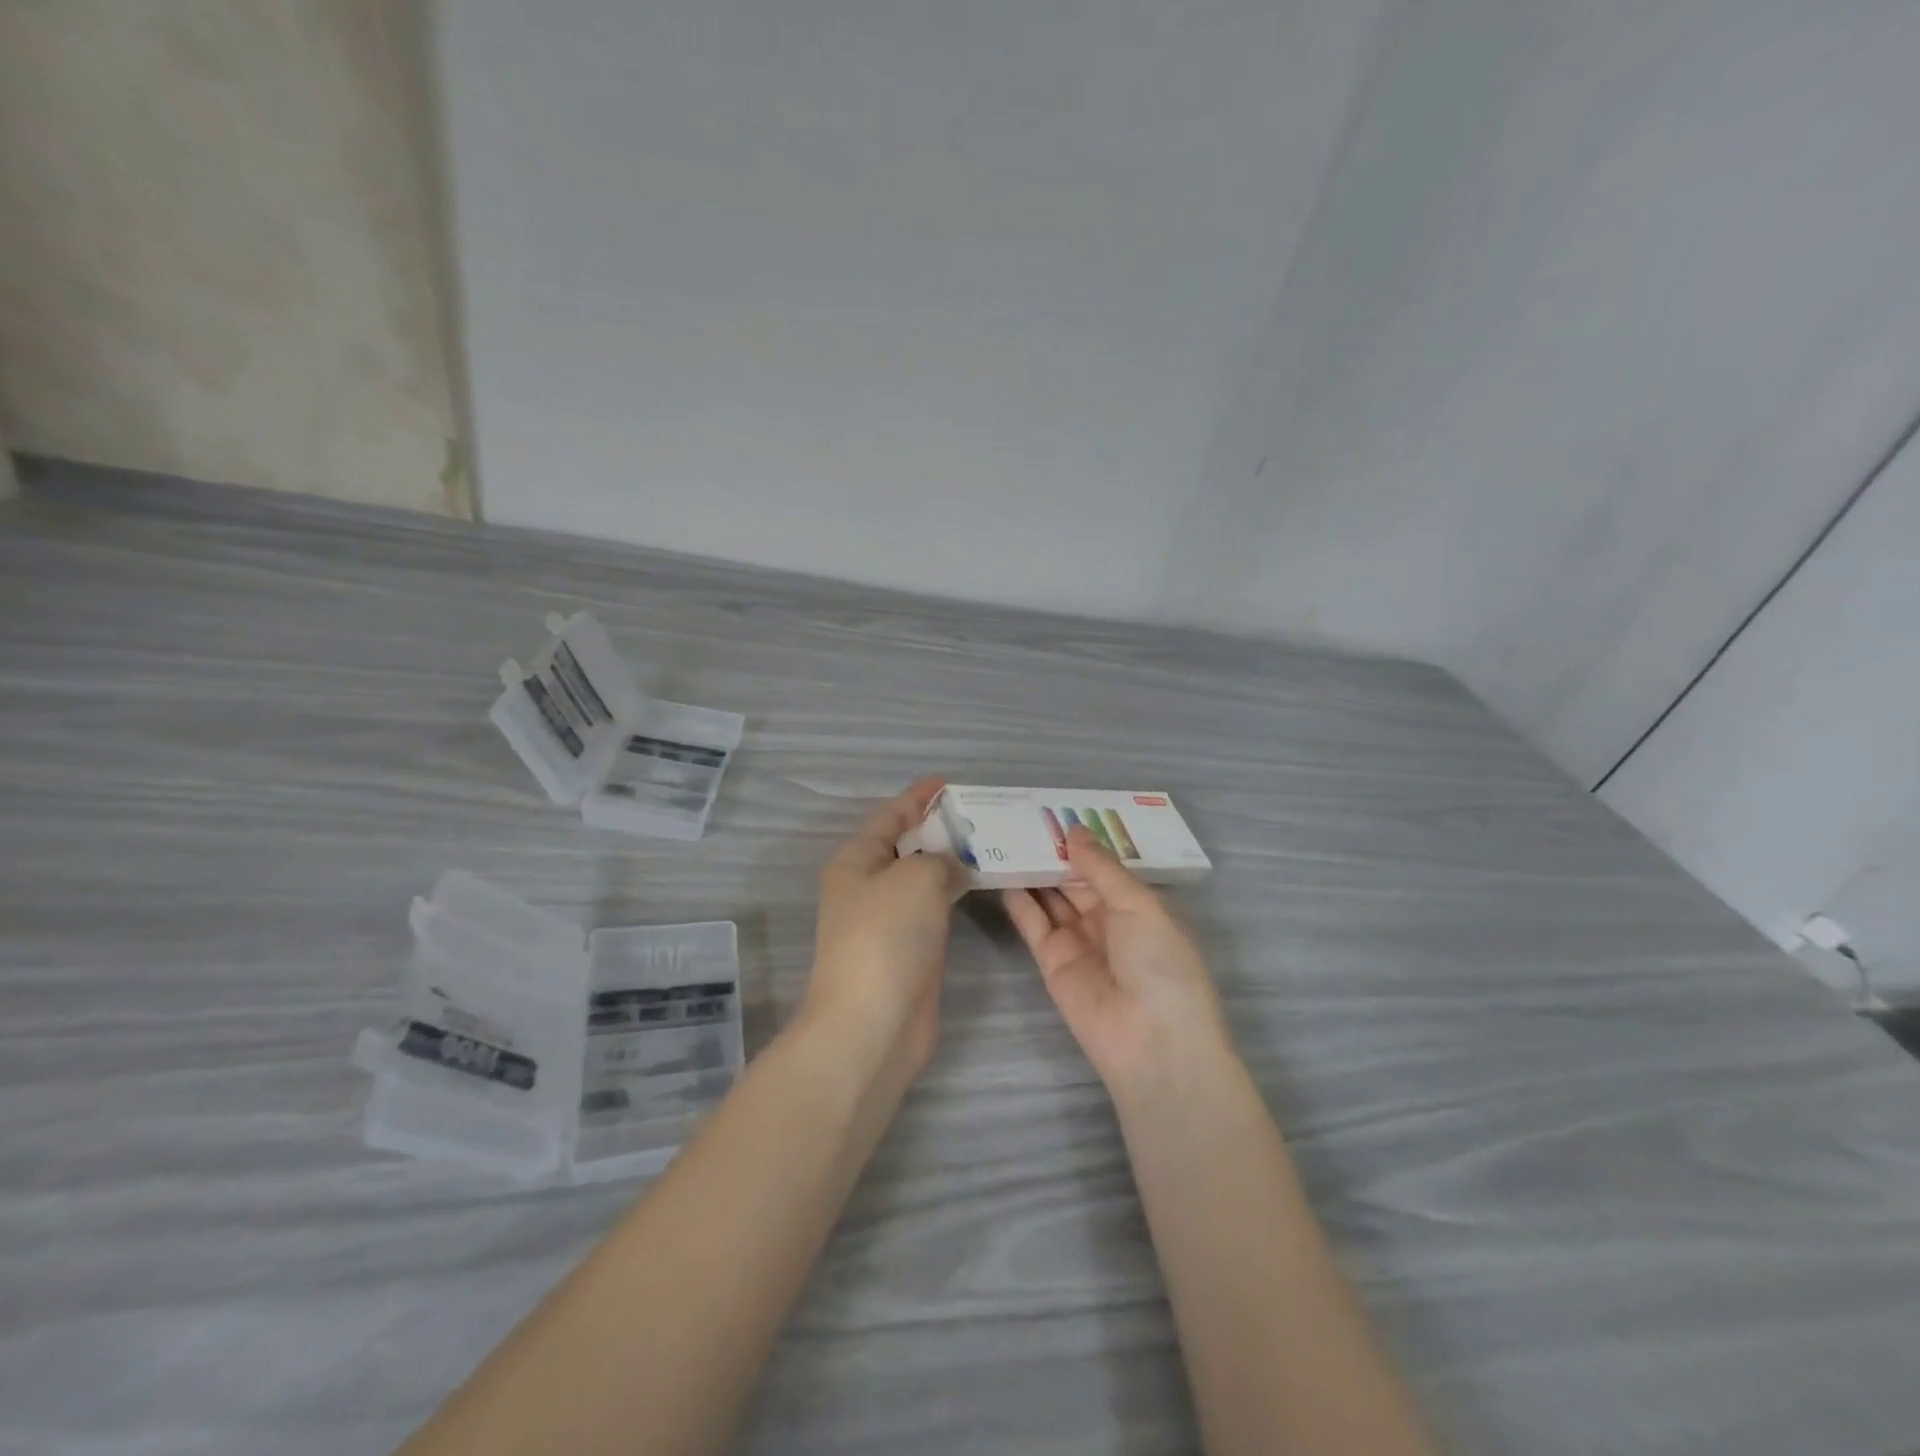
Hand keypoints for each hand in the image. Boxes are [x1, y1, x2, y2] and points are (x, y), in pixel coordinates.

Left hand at [803, 777, 967, 1083]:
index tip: (948, 782)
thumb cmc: (886, 936)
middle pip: (906, 845)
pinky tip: (982, 884)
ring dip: (951, 861)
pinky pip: (934, 907)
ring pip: (922, 878)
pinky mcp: (908, 948)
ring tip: (991, 842)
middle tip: (983, 814)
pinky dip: (955, 893)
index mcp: (856, 859)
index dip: (918, 796)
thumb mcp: (916, 876)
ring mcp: (887, 920)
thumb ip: (940, 858)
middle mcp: (867, 885)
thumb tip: (951, 868)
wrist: (872, 1023)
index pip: (890, 815)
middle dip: (940, 827)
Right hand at [1003, 827, 1232, 1095]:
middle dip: (1053, 852)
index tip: (1054, 811)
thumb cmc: (1161, 964)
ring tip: (1003, 835)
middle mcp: (1108, 921)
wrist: (1152, 1044)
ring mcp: (1078, 942)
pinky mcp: (1051, 963)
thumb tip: (1074, 831)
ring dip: (1032, 871)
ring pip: (1051, 898)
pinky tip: (999, 871)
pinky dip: (1018, 900)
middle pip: (1075, 880)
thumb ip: (1100, 868)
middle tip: (1020, 816)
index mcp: (1139, 907)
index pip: (1105, 867)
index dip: (1082, 842)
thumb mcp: (1139, 905)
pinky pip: (1033, 924)